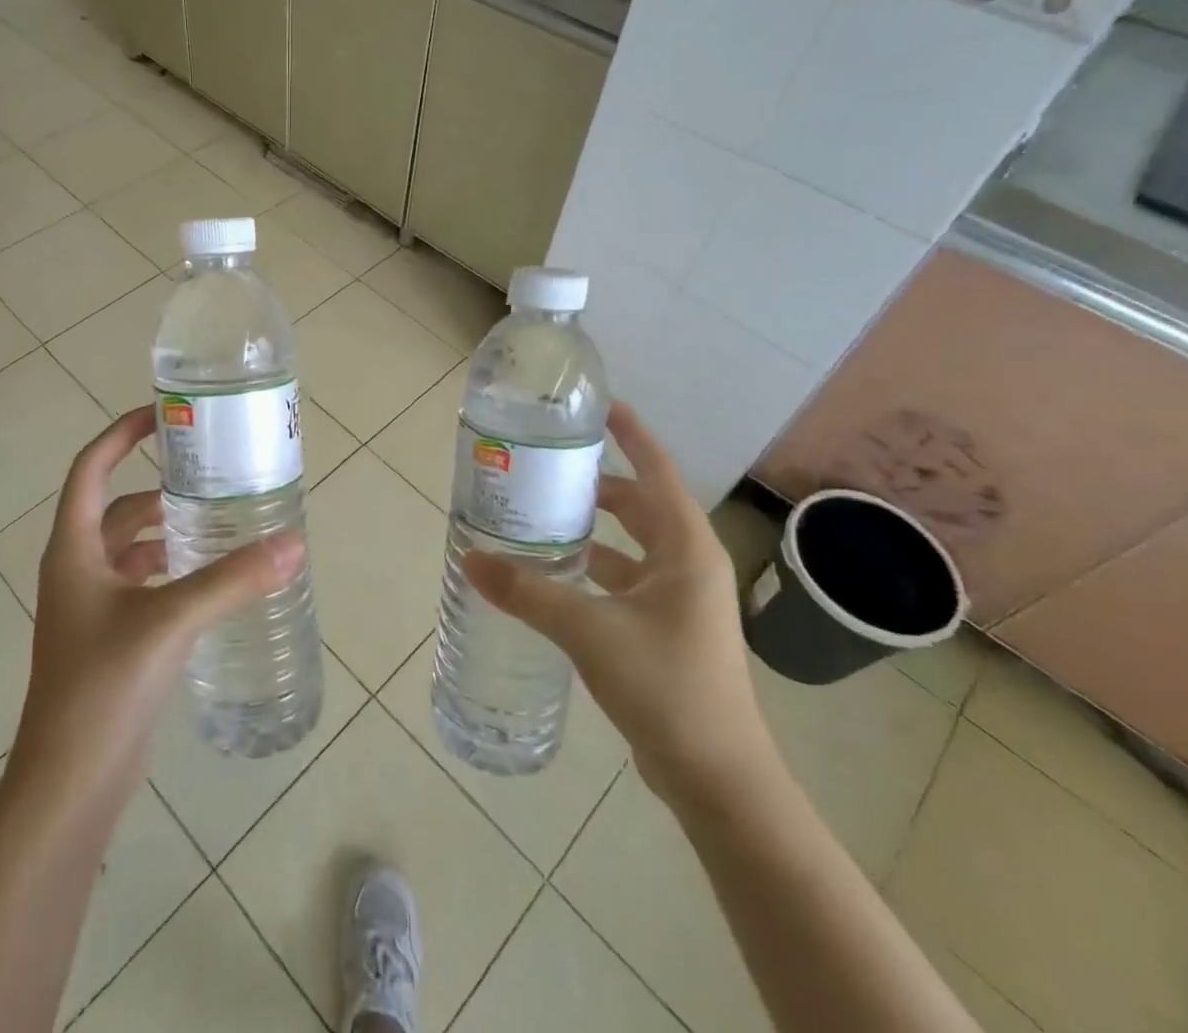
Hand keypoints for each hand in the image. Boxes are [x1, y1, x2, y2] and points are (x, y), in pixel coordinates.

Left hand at [8, 406, 303, 809]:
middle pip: (117, 508)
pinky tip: (208, 579)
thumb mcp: (170, 622)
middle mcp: (77, 569)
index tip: (164, 416)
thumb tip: (293, 545)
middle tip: (210, 475)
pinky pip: (141, 584)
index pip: (91, 469)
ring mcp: (91, 607)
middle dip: (159, 488)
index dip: (122, 435)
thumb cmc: (102, 688)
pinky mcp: (110, 638)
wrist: (68, 784)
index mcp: (73, 549)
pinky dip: (170, 570)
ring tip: (219, 522)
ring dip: (167, 531)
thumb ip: (232, 581)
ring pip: (130, 548)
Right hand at [464, 402, 775, 812]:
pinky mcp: (667, 630)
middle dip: (599, 484)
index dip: (632, 436)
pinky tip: (557, 575)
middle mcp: (688, 566)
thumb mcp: (589, 631)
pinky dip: (595, 568)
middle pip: (641, 506)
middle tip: (549, 466)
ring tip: (544, 514)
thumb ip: (528, 592)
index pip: (658, 472)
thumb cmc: (666, 687)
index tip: (601, 407)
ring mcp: (680, 601)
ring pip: (632, 546)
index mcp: (685, 550)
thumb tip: (470, 560)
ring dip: (595, 528)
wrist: (718, 778)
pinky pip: (626, 580)